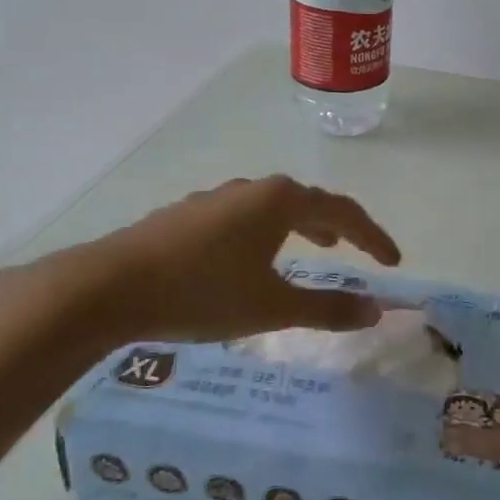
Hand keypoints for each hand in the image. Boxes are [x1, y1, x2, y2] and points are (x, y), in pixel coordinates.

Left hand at [0, 175, 401, 348]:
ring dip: (300, 225)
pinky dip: (265, 232)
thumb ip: (328, 308)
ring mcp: (215, 199)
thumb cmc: (202, 292)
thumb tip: (376, 310)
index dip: (373, 237)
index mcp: (280, 201)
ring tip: (311, 246)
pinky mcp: (186, 215)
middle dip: (338, 226)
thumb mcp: (273, 306)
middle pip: (308, 201)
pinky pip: (243, 217)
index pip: (343, 212)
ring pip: (272, 207)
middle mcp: (251, 190)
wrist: (107, 287)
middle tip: (355, 250)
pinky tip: (250, 257)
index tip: (392, 262)